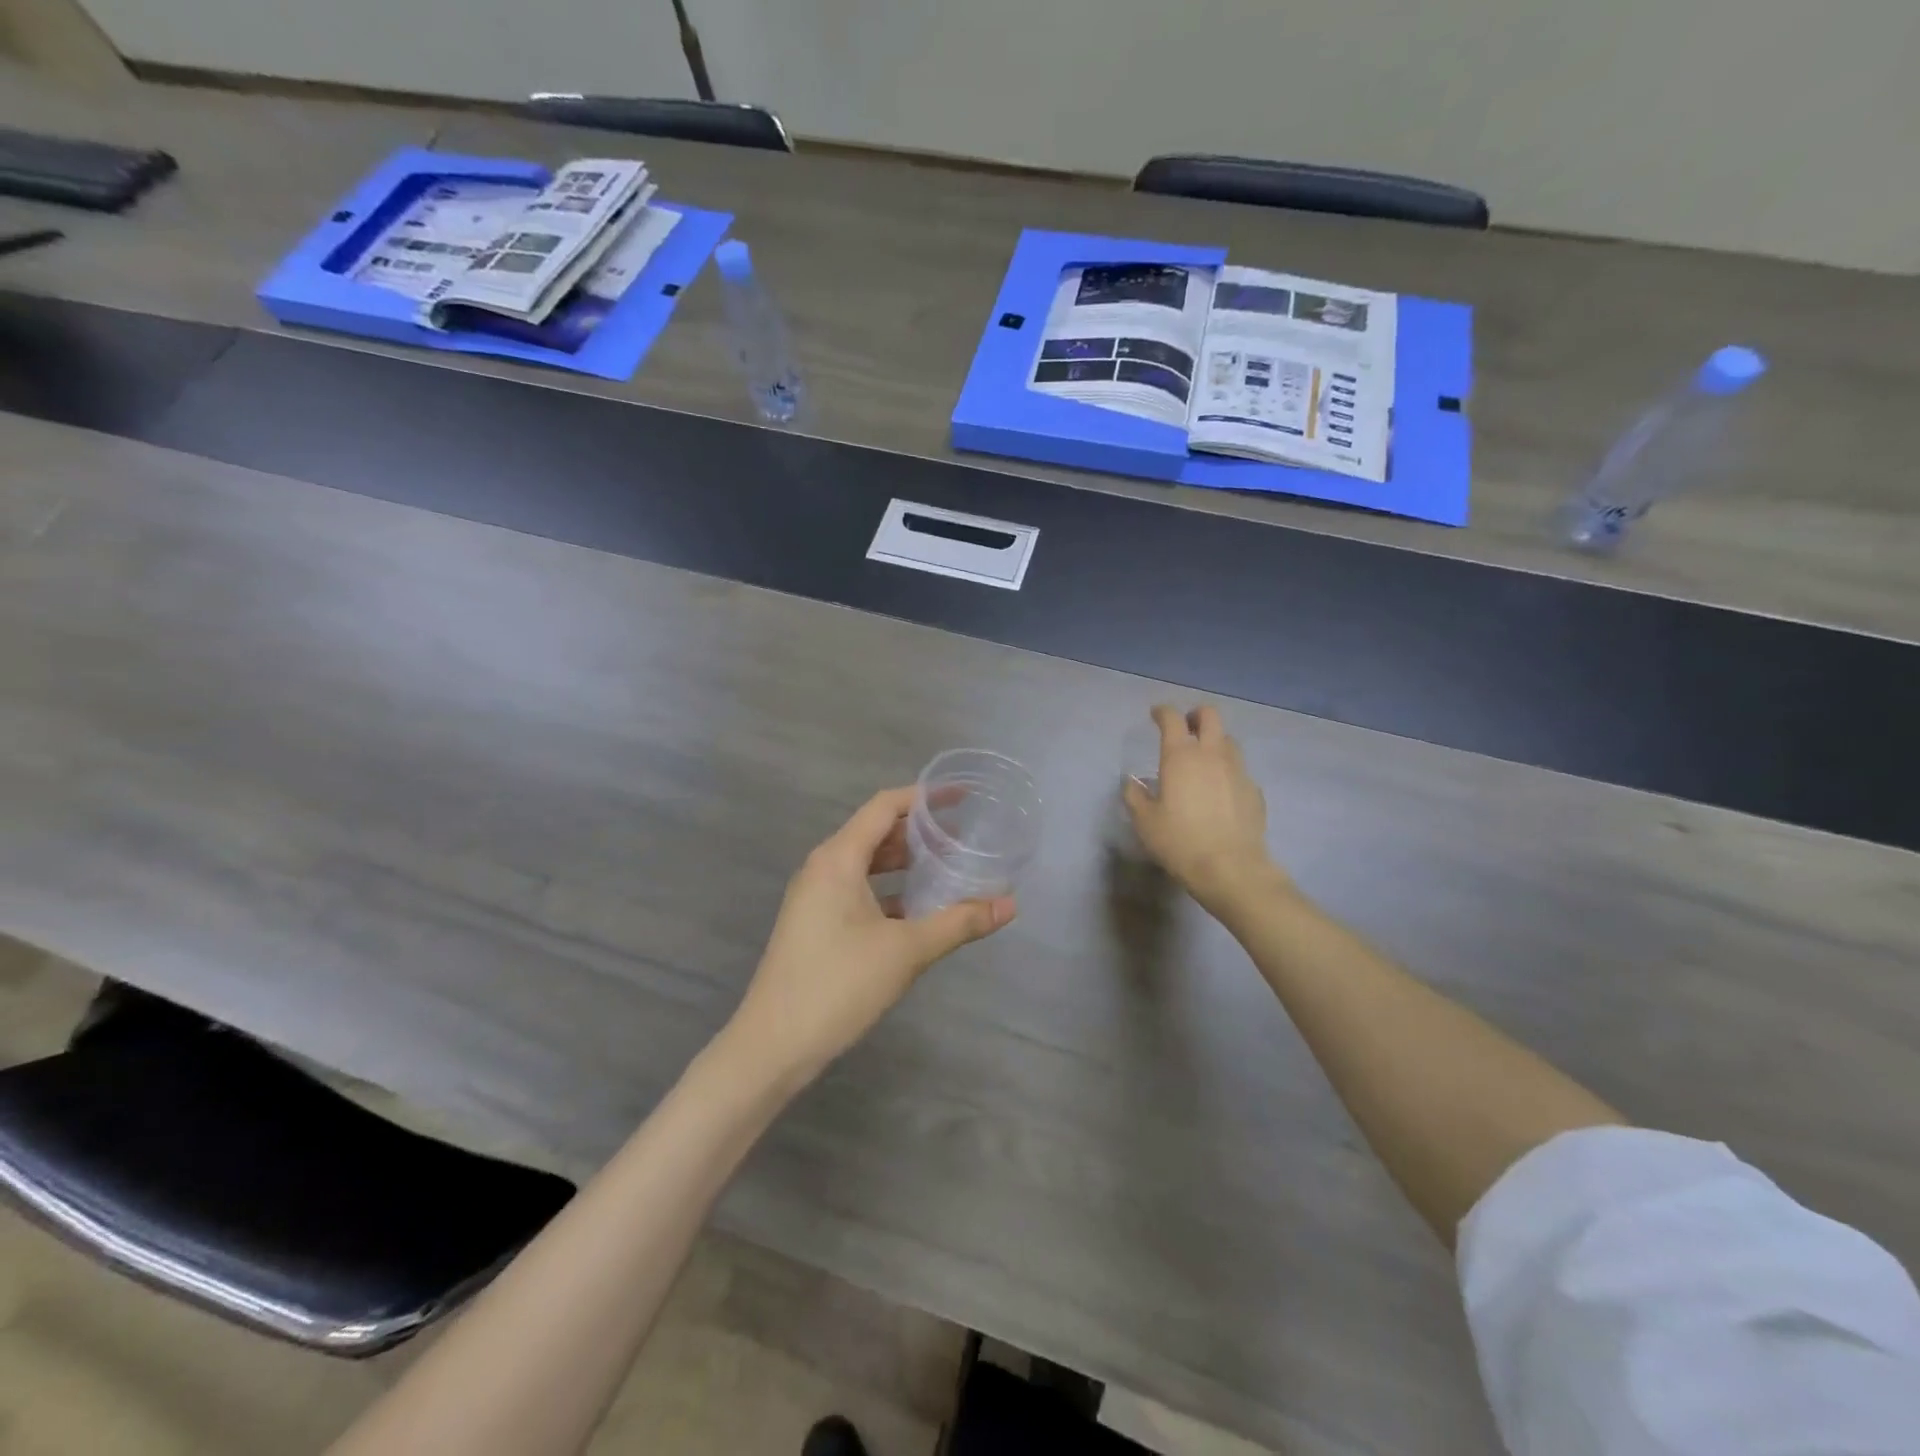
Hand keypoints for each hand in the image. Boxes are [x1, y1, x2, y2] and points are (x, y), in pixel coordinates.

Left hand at [723, 787, 1015, 1087]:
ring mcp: (815, 897)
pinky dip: (889, 890)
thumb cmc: (838, 985)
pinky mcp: (815, 923)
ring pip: (867, 864)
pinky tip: (919, 909)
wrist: (773, 1045)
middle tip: (964, 837)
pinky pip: (858, 890)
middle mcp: (823, 867)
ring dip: (905, 863)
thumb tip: (1010, 905)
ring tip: (949, 867)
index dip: (924, 797)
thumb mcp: (906, 951)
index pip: (884, 807)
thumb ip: (959, 922)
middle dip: (919, 831)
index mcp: (838, 859)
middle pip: (876, 832)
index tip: (962, 797)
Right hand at [1123, 704, 1283, 914]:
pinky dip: (1228, 771)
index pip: (1172, 719)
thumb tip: (1132, 782)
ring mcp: (1238, 771)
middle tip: (1185, 727)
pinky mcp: (1255, 790)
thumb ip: (1135, 796)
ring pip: (1229, 740)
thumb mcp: (1144, 821)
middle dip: (1196, 715)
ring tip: (1204, 759)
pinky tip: (1221, 790)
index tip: (1155, 714)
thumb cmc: (1179, 841)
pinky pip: (1240, 770)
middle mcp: (1212, 755)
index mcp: (1180, 756)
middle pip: (1210, 716)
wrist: (1230, 868)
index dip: (1162, 712)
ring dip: (1214, 741)